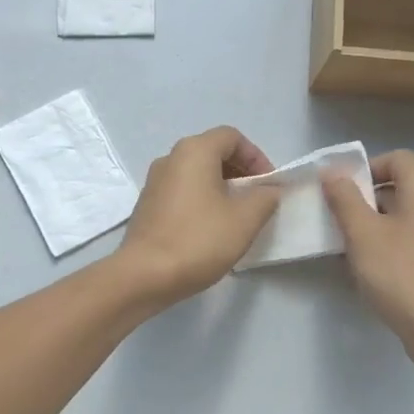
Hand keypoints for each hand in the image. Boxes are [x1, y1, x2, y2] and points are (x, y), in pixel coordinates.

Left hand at [118, 126, 279, 305]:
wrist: (144, 275)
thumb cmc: (199, 240)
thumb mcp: (245, 219)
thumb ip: (265, 197)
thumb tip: (270, 189)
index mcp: (194, 151)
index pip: (232, 137)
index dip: (257, 157)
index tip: (269, 185)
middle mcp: (171, 158)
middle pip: (213, 152)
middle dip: (240, 172)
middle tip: (257, 199)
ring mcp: (154, 181)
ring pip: (196, 172)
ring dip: (221, 186)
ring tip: (237, 216)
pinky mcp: (147, 204)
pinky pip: (182, 190)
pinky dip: (201, 199)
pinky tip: (211, 228)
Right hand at [322, 150, 413, 371]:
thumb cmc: (401, 274)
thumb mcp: (363, 233)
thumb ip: (345, 199)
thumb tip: (333, 173)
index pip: (399, 158)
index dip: (369, 166)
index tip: (344, 190)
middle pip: (400, 187)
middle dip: (365, 198)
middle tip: (338, 218)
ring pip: (402, 216)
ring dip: (372, 224)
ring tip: (346, 246)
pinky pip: (409, 240)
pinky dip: (386, 245)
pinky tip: (367, 270)